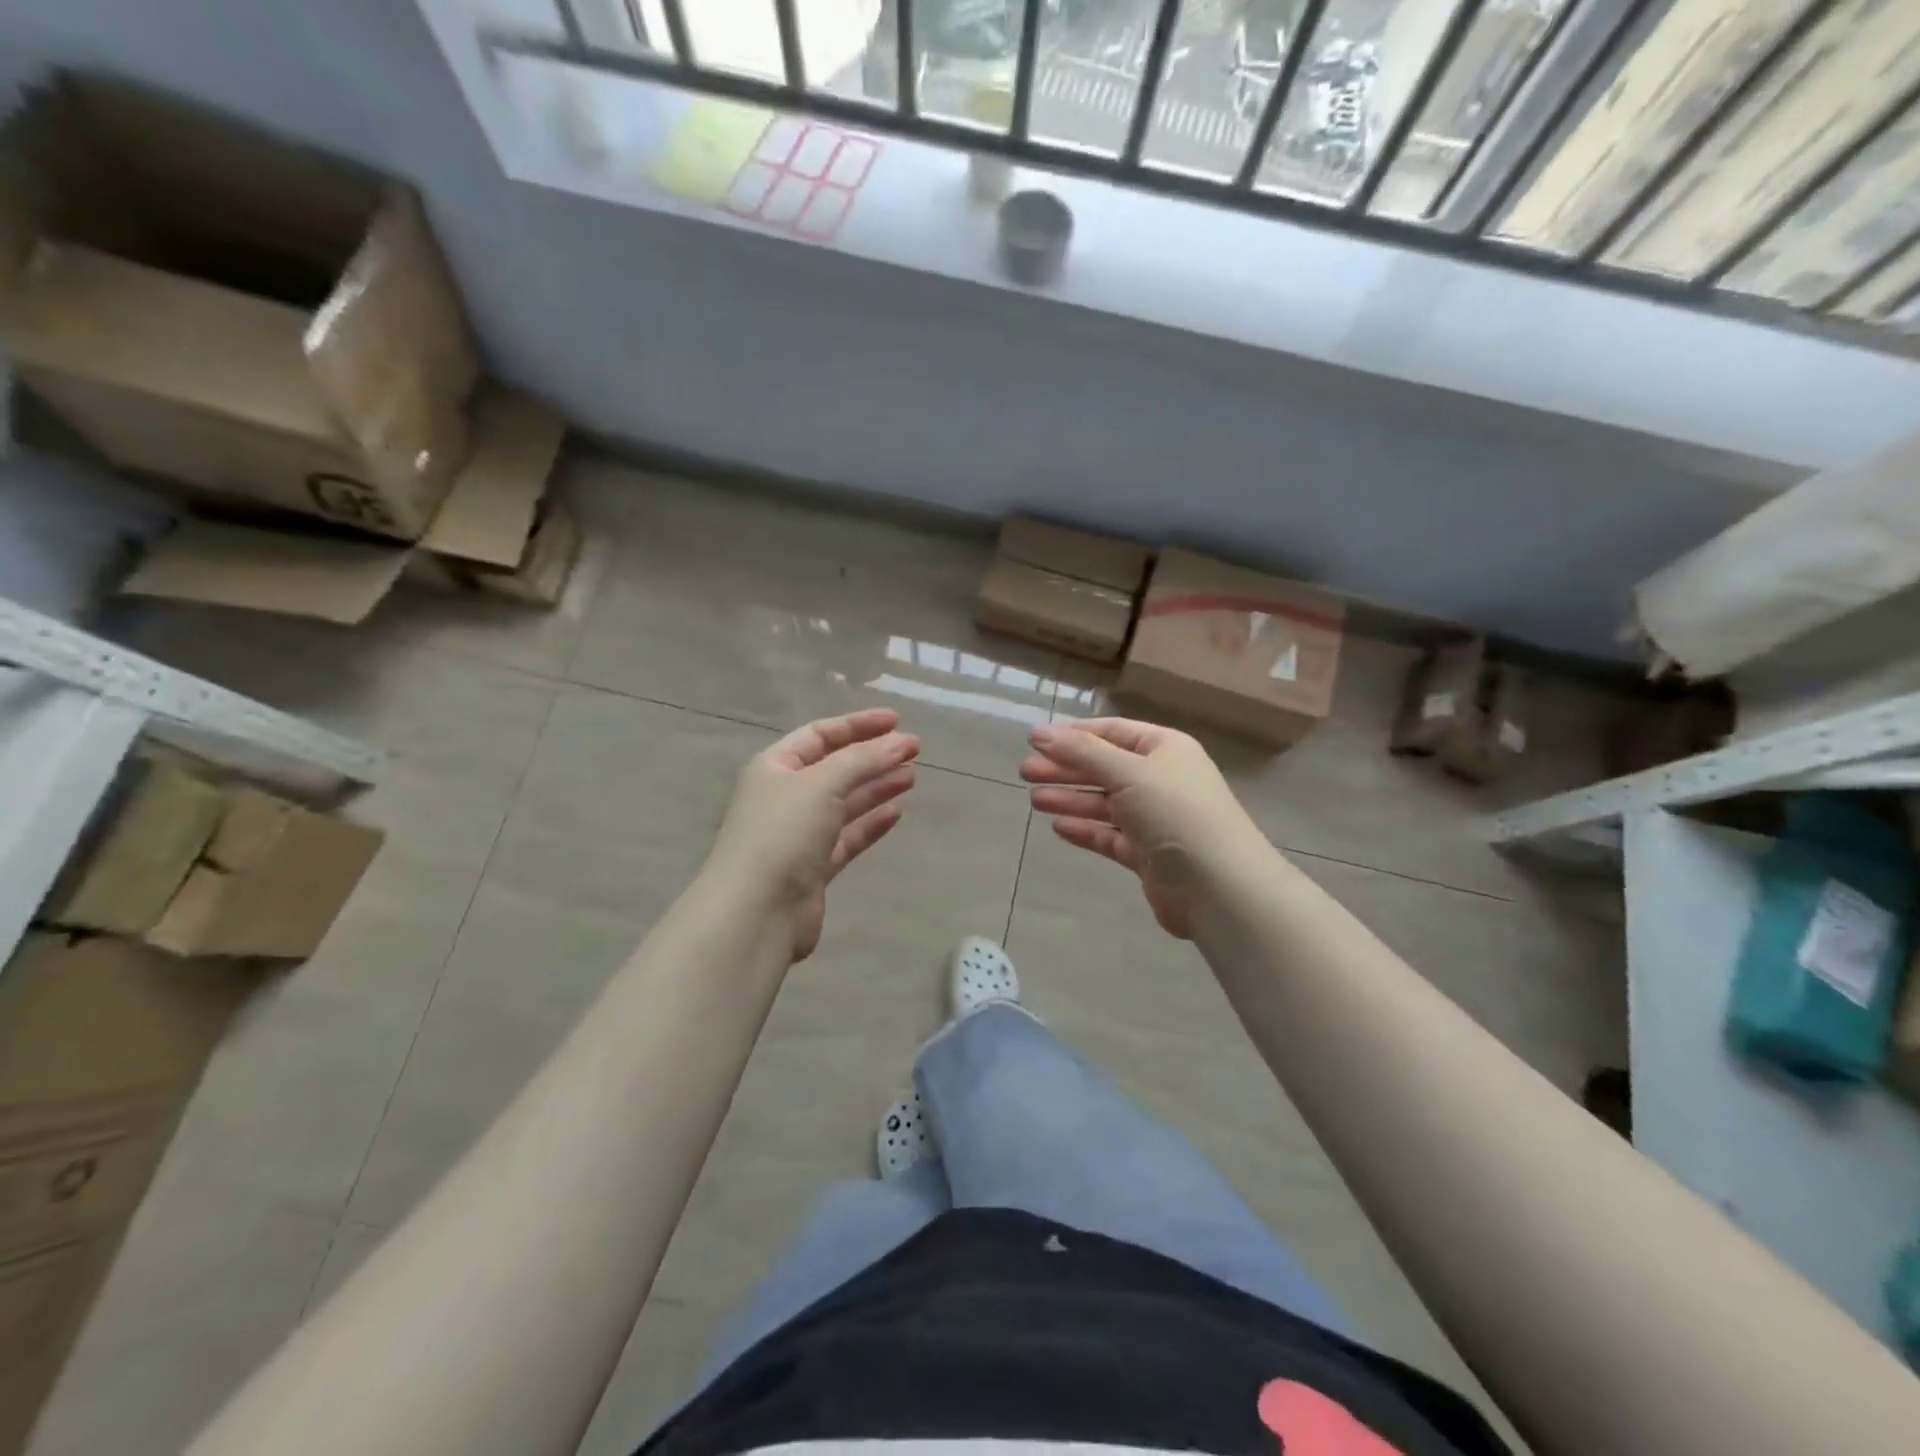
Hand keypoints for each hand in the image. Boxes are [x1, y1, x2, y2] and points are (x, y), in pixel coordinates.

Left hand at [708, 709, 920, 960]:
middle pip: (835, 768)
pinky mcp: (814, 867)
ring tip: (911, 777)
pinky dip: (870, 824)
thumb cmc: (783, 834)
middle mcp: (785, 796)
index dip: (858, 725)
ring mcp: (799, 834)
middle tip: (914, 750)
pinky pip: (847, 837)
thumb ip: (863, 760)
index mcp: (775, 767)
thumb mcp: (822, 784)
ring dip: (876, 787)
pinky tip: (895, 813)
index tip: (897, 722)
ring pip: (844, 803)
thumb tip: (901, 742)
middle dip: (873, 757)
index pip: (820, 734)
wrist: (757, 912)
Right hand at [1022, 718, 1271, 938]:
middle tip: (1024, 772)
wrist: (1219, 887)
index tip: (1034, 741)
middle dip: (1065, 768)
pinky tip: (1058, 826)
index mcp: (1165, 750)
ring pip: (1104, 803)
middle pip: (1104, 768)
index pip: (1112, 732)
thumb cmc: (1175, 814)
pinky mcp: (1147, 854)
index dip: (1073, 735)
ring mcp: (1155, 819)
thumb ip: (1082, 752)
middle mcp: (1161, 780)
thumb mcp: (1128, 772)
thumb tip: (1040, 734)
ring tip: (1033, 799)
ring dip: (1070, 798)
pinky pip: (1109, 835)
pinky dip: (1085, 829)